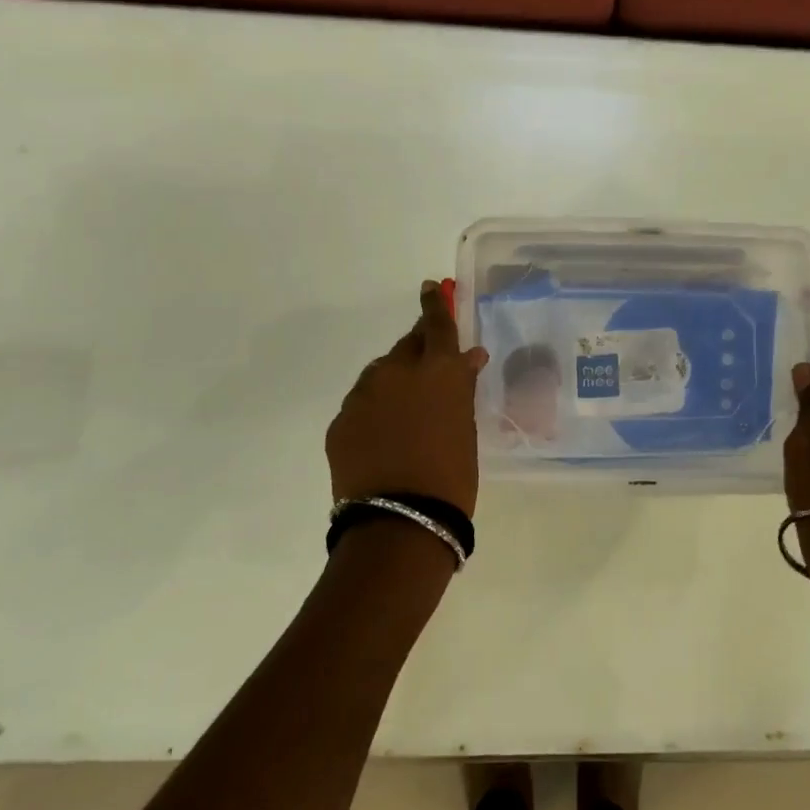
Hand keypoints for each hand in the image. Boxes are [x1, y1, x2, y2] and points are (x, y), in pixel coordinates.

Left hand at [326, 281, 488, 515]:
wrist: (400, 522)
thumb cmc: (452, 474)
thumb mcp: (466, 426)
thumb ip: (461, 387)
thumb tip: (468, 357)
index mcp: (437, 369)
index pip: (437, 324)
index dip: (435, 304)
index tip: (429, 287)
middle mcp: (396, 371)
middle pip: (406, 347)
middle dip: (417, 351)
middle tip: (428, 369)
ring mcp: (363, 395)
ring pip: (380, 375)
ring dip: (394, 383)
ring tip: (404, 415)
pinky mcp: (340, 421)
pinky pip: (361, 404)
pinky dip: (374, 411)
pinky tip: (382, 438)